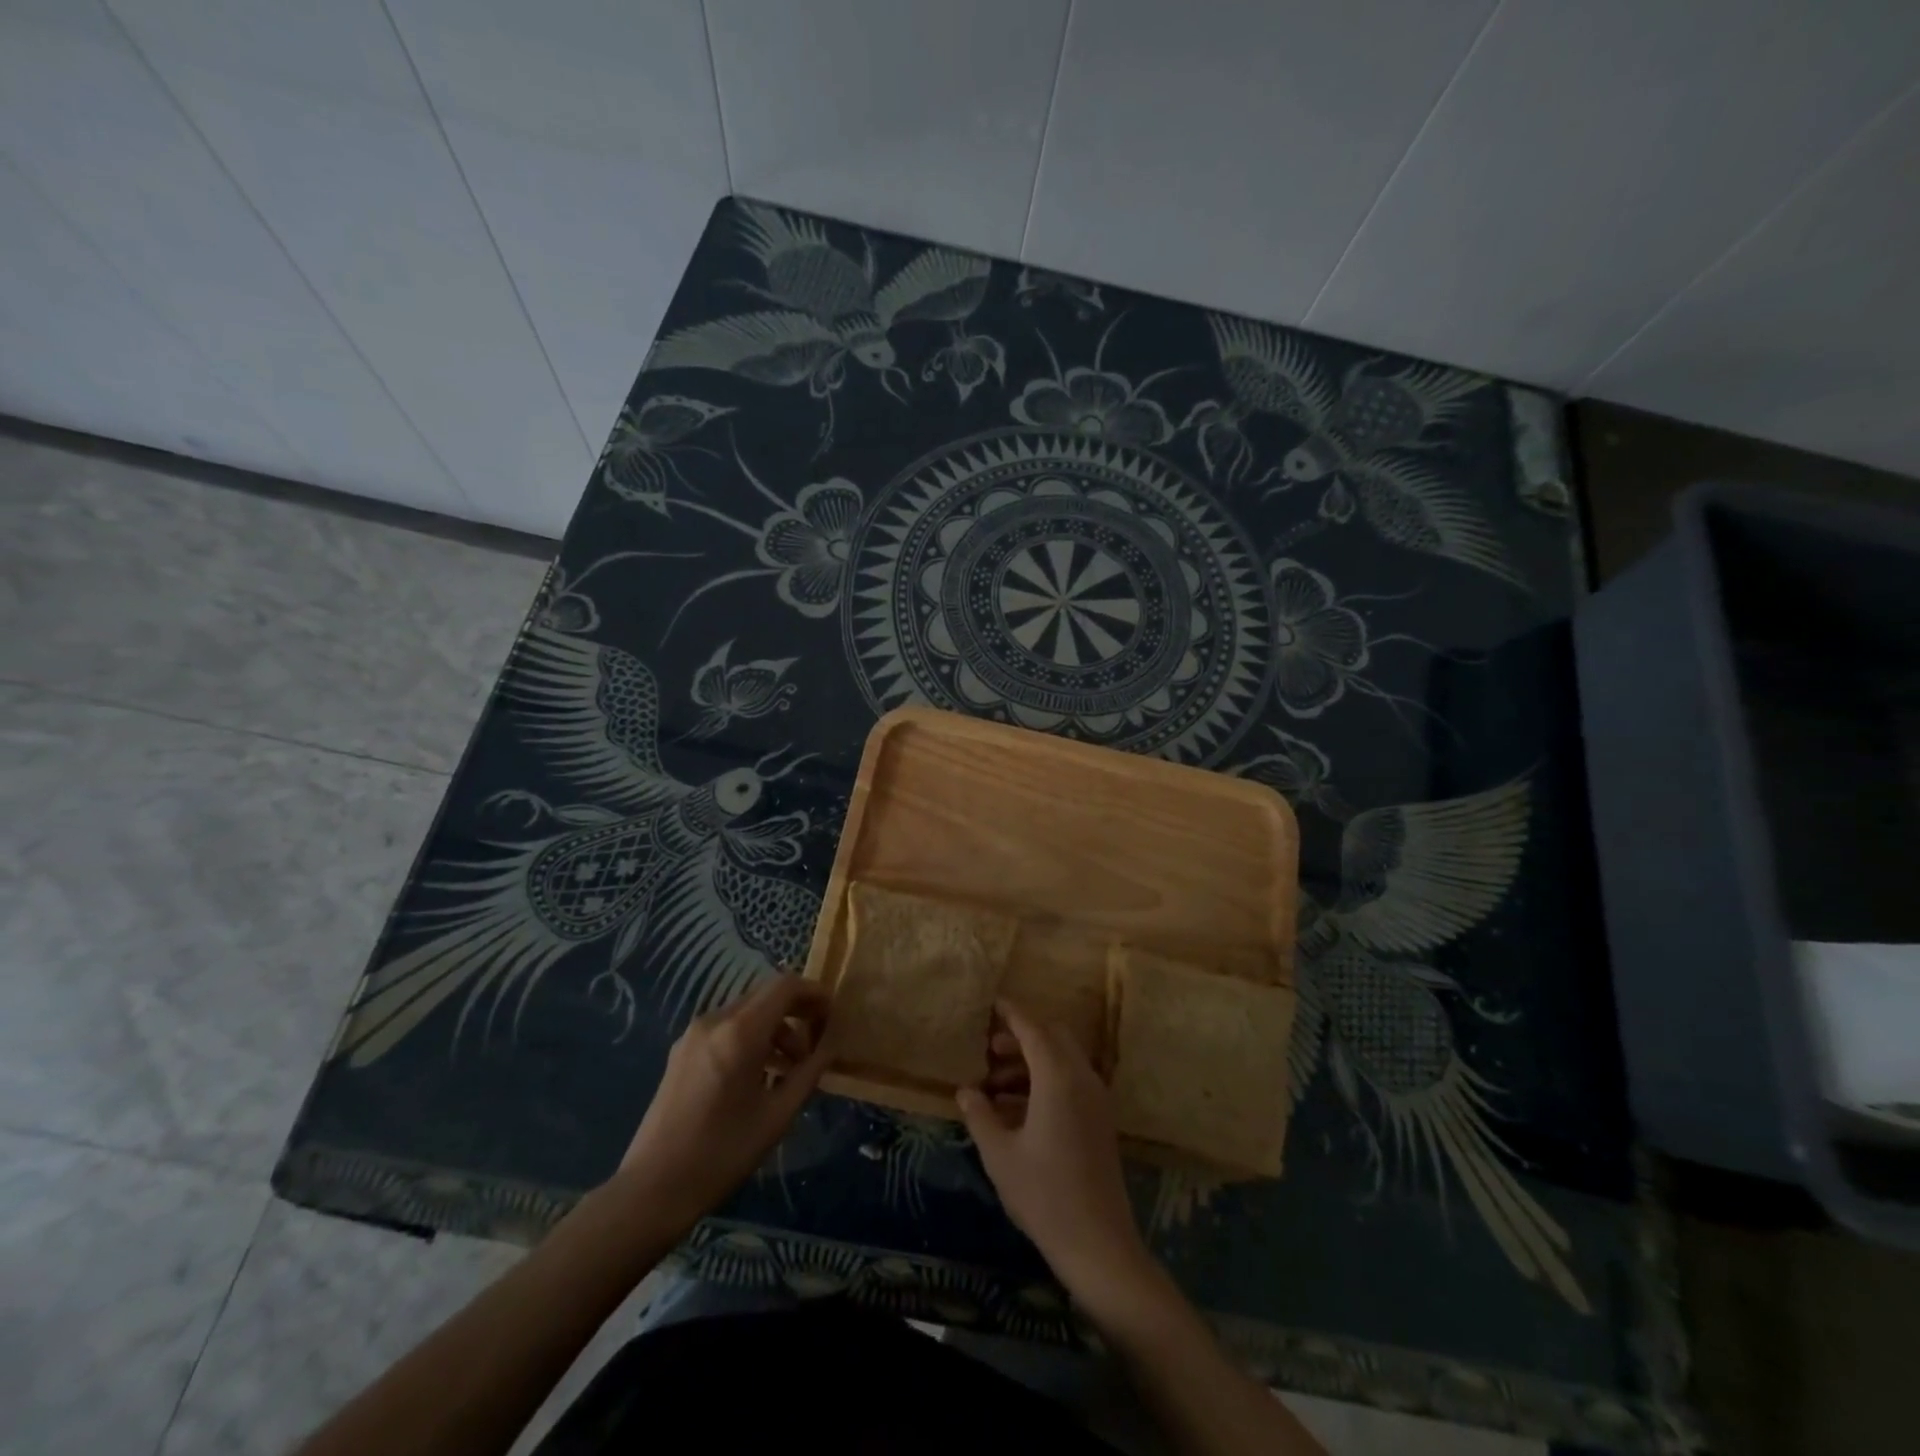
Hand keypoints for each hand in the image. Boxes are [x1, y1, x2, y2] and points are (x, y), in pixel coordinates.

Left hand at [611, 973, 833, 1233]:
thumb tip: (830, 1047)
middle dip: (797, 1011)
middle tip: (818, 1041)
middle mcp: (715, 1021)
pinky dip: (752, 1038)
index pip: (785, 987)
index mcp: (740, 1032)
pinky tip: (761, 1074)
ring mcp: (694, 1035)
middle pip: (766, 996)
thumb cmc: (721, 1154)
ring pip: (747, 1012)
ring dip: (775, 1028)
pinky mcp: (682, 1052)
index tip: (834, 1015)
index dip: (814, 993)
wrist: (652, 1190)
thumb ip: (808, 1073)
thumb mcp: (777, 1116)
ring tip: (793, 1067)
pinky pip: (727, 1029)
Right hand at [957, 1000, 1158, 1308]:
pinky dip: (1045, 1082)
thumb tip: (966, 1090)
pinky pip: (1071, 1083)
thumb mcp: (1000, 1155)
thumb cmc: (1043, 1195)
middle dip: (1021, 1037)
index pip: (1034, 1030)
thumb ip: (980, 1115)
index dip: (1012, 1013)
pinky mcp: (1100, 1121)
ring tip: (993, 1087)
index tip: (992, 1003)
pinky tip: (1015, 1111)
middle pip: (1053, 1038)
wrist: (1098, 1244)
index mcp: (1058, 1078)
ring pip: (1063, 1061)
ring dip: (1031, 1063)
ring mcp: (1096, 1100)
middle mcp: (1082, 1079)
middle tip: (989, 1051)